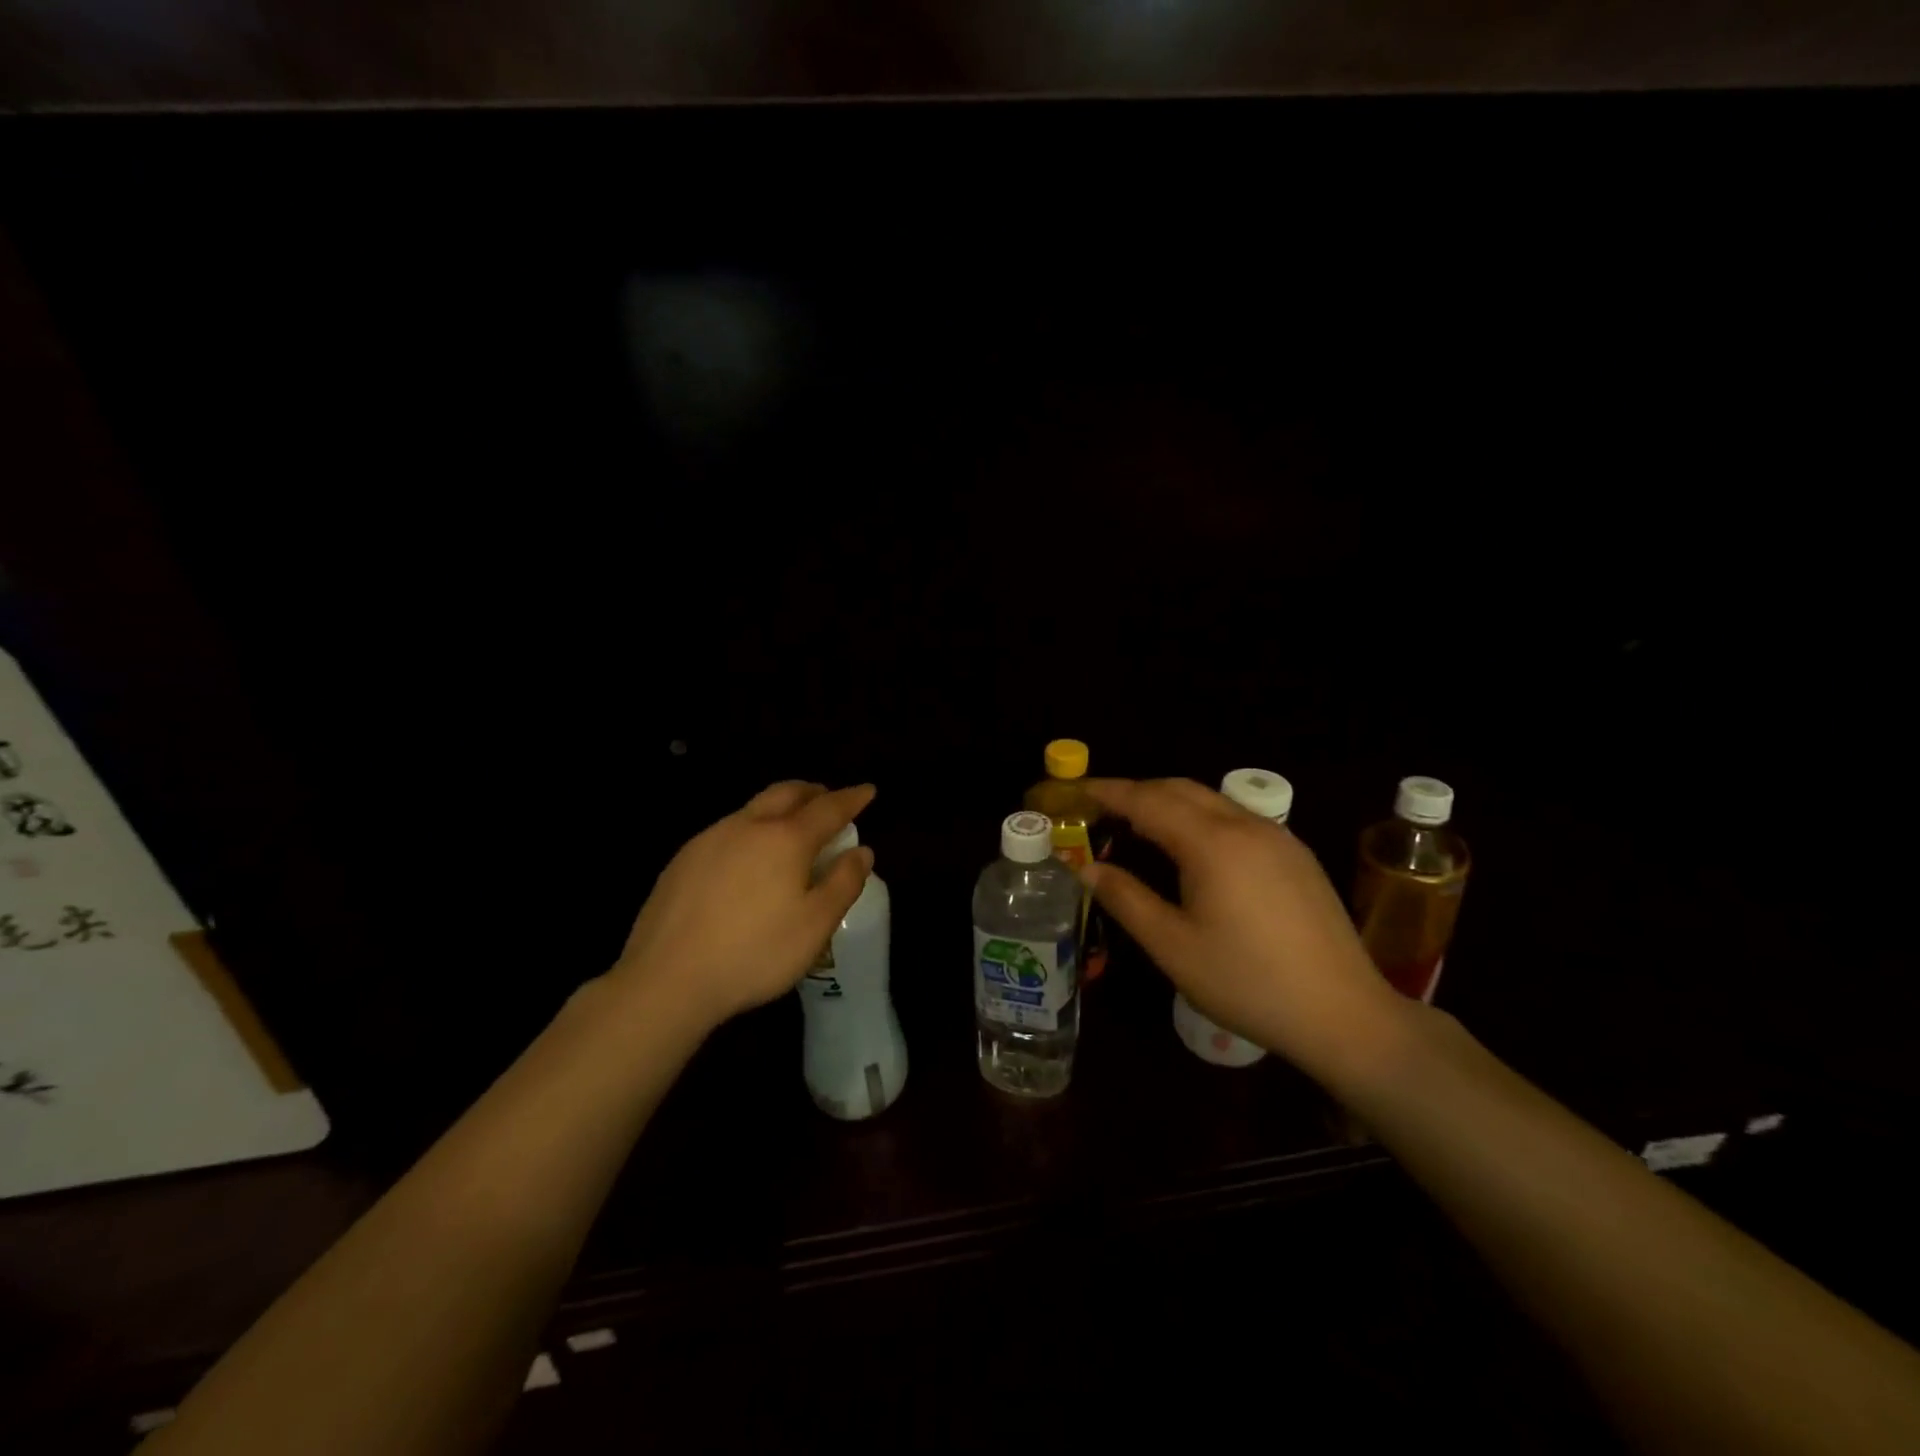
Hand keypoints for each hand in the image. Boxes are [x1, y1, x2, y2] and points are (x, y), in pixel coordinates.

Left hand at [608, 781, 875, 1032]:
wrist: (666, 979)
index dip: (852, 799)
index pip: (828, 808)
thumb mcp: (815, 925)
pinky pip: (728, 830)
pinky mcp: (682, 860)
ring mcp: (710, 839)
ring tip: (791, 829)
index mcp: (786, 838)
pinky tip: (748, 860)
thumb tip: (861, 851)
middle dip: (813, 791)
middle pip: (786, 793)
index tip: (868, 791)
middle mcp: (748, 826)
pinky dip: (751, 830)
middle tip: (829, 800)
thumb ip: (843, 883)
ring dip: (780, 808)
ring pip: (753, 808)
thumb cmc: (754, 953)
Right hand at [1081, 778, 1404, 1081]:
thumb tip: (1088, 867)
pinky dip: (1200, 817)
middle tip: (1102, 807)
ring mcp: (1278, 838)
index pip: (1148, 800)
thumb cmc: (1247, 982)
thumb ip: (1126, 899)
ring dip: (1170, 802)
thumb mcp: (1173, 946)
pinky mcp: (1296, 855)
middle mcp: (1246, 826)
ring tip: (1138, 823)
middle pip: (1180, 789)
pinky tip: (1192, 847)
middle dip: (1138, 791)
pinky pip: (1236, 818)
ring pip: (1212, 800)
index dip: (1109, 791)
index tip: (1077, 790)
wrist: (1343, 1013)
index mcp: (1212, 844)